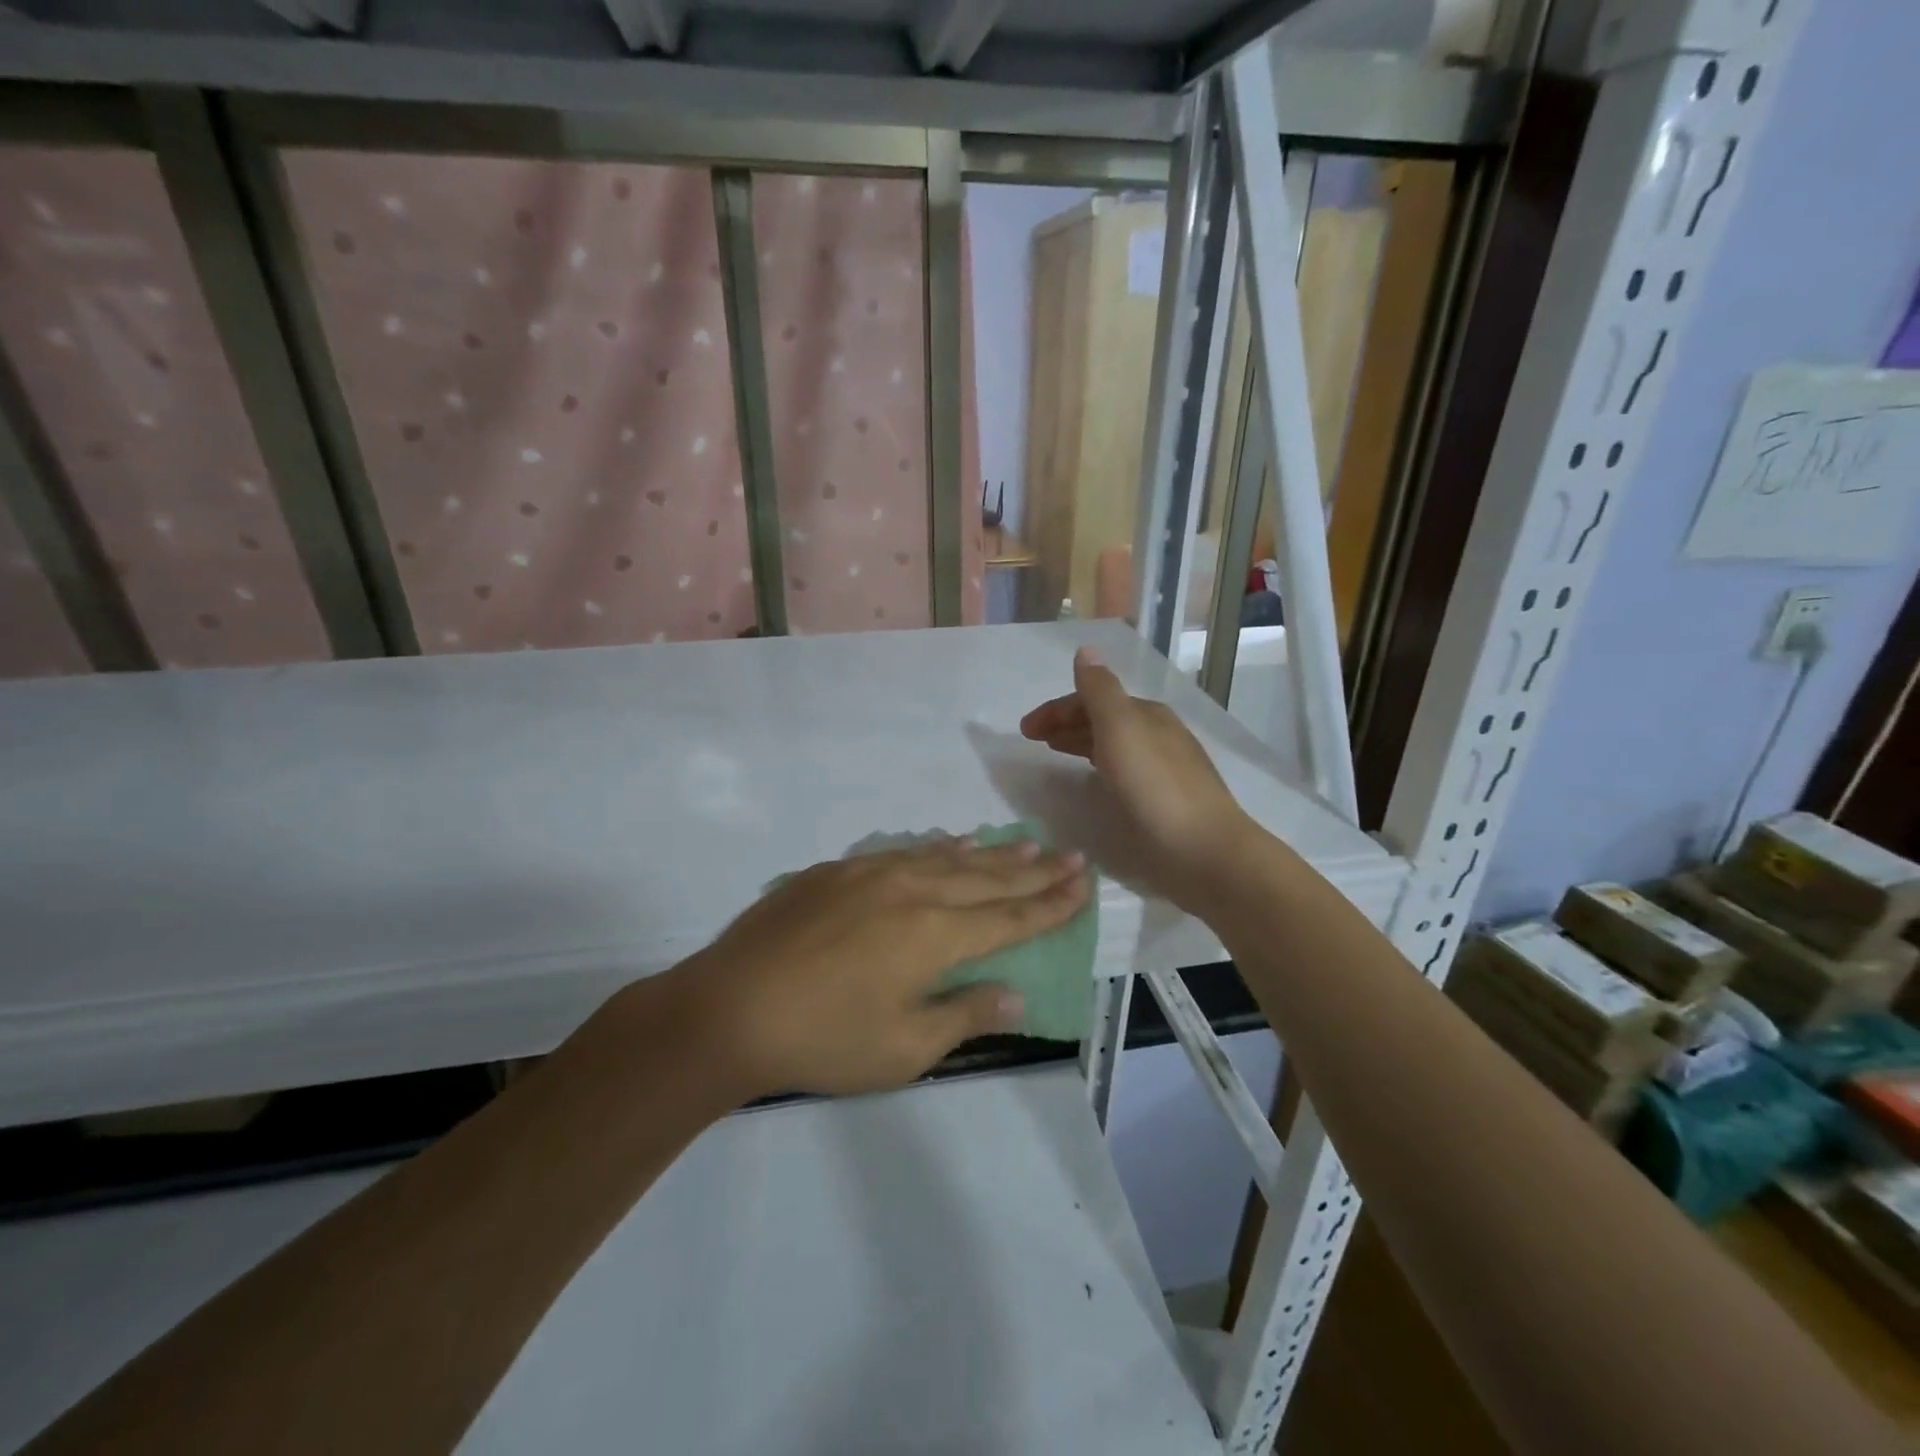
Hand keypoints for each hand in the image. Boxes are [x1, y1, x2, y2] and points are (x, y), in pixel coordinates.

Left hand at [681, 838, 1088, 1097]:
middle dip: (1034, 871)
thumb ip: (965, 1014)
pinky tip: (951, 843)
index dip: (1051, 904)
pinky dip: (937, 848)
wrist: (730, 1007)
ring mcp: (872, 874)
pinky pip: (904, 851)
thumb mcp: (903, 1047)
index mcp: (934, 935)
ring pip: (947, 857)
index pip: (1009, 916)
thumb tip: (1016, 994)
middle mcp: (912, 891)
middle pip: (987, 878)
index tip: (1084, 884)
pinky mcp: (838, 871)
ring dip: (991, 853)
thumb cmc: (823, 1040)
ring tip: (1026, 844)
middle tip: (1071, 856)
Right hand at [1020, 648, 1253, 910]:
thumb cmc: (1155, 787)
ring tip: (1054, 754)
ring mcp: (1163, 769)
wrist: (1203, 851)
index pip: (1094, 698)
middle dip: (1066, 723)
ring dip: (1081, 743)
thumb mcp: (1121, 729)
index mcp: (1147, 714)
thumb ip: (1100, 690)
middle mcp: (1157, 735)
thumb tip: (1086, 650)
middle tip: (1033, 740)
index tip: (1024, 730)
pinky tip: (1092, 782)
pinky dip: (1098, 767)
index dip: (1057, 709)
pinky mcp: (1163, 801)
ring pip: (1113, 746)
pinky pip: (1121, 772)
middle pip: (1104, 719)